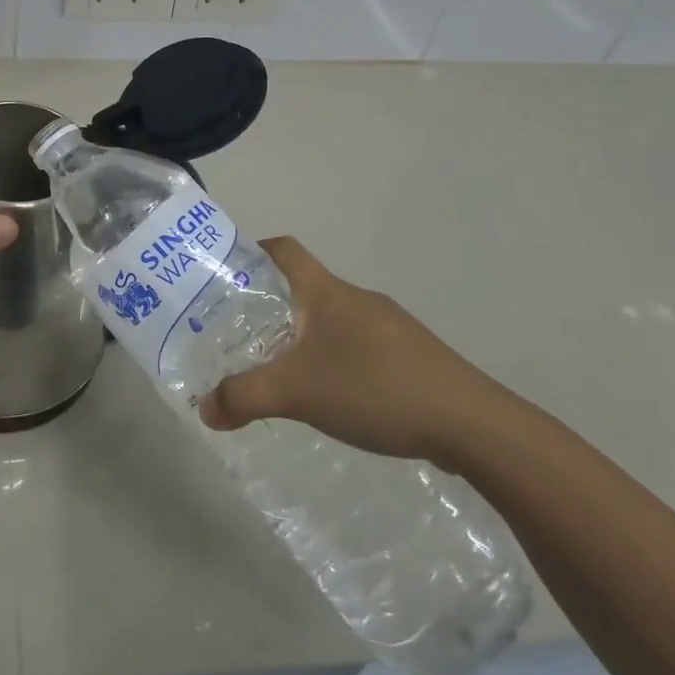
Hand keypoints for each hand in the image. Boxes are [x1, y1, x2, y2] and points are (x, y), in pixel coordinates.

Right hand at [197, 237, 499, 464]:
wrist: (471, 424)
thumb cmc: (374, 388)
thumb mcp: (297, 392)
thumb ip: (244, 397)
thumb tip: (203, 410)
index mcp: (327, 292)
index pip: (283, 249)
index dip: (252, 252)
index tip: (226, 275)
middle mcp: (357, 299)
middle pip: (303, 288)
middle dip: (269, 307)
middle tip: (240, 335)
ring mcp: (388, 326)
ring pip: (331, 320)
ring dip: (303, 337)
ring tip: (281, 371)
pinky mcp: (410, 356)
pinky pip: (358, 345)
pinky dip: (334, 359)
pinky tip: (332, 397)